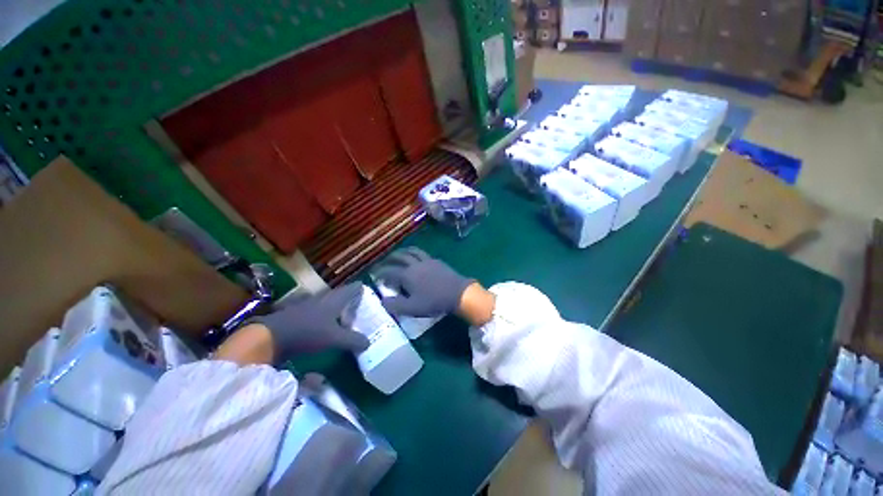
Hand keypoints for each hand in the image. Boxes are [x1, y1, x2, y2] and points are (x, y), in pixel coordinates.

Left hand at [253, 283, 369, 360]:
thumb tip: (369, 342)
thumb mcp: (334, 338)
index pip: (354, 287)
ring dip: (340, 309)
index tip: (371, 296)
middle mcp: (325, 297)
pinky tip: (328, 326)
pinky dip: (328, 316)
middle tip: (362, 310)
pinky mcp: (301, 312)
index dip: (363, 289)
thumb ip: (353, 340)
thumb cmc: (307, 332)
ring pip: (331, 302)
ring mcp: (311, 303)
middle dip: (353, 301)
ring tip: (347, 319)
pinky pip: (321, 310)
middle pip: (343, 295)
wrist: (270, 336)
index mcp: (336, 298)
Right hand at [373, 247, 472, 317]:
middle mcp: (415, 264)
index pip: (389, 271)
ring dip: (404, 251)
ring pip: (412, 251)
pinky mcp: (437, 261)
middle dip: (390, 258)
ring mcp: (427, 260)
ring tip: (400, 254)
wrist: (457, 293)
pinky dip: (415, 253)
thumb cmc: (434, 302)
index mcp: (407, 274)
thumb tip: (383, 300)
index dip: (380, 272)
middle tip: (386, 261)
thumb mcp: (412, 308)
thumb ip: (395, 305)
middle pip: (400, 257)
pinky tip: (418, 259)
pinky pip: (423, 253)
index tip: (375, 274)